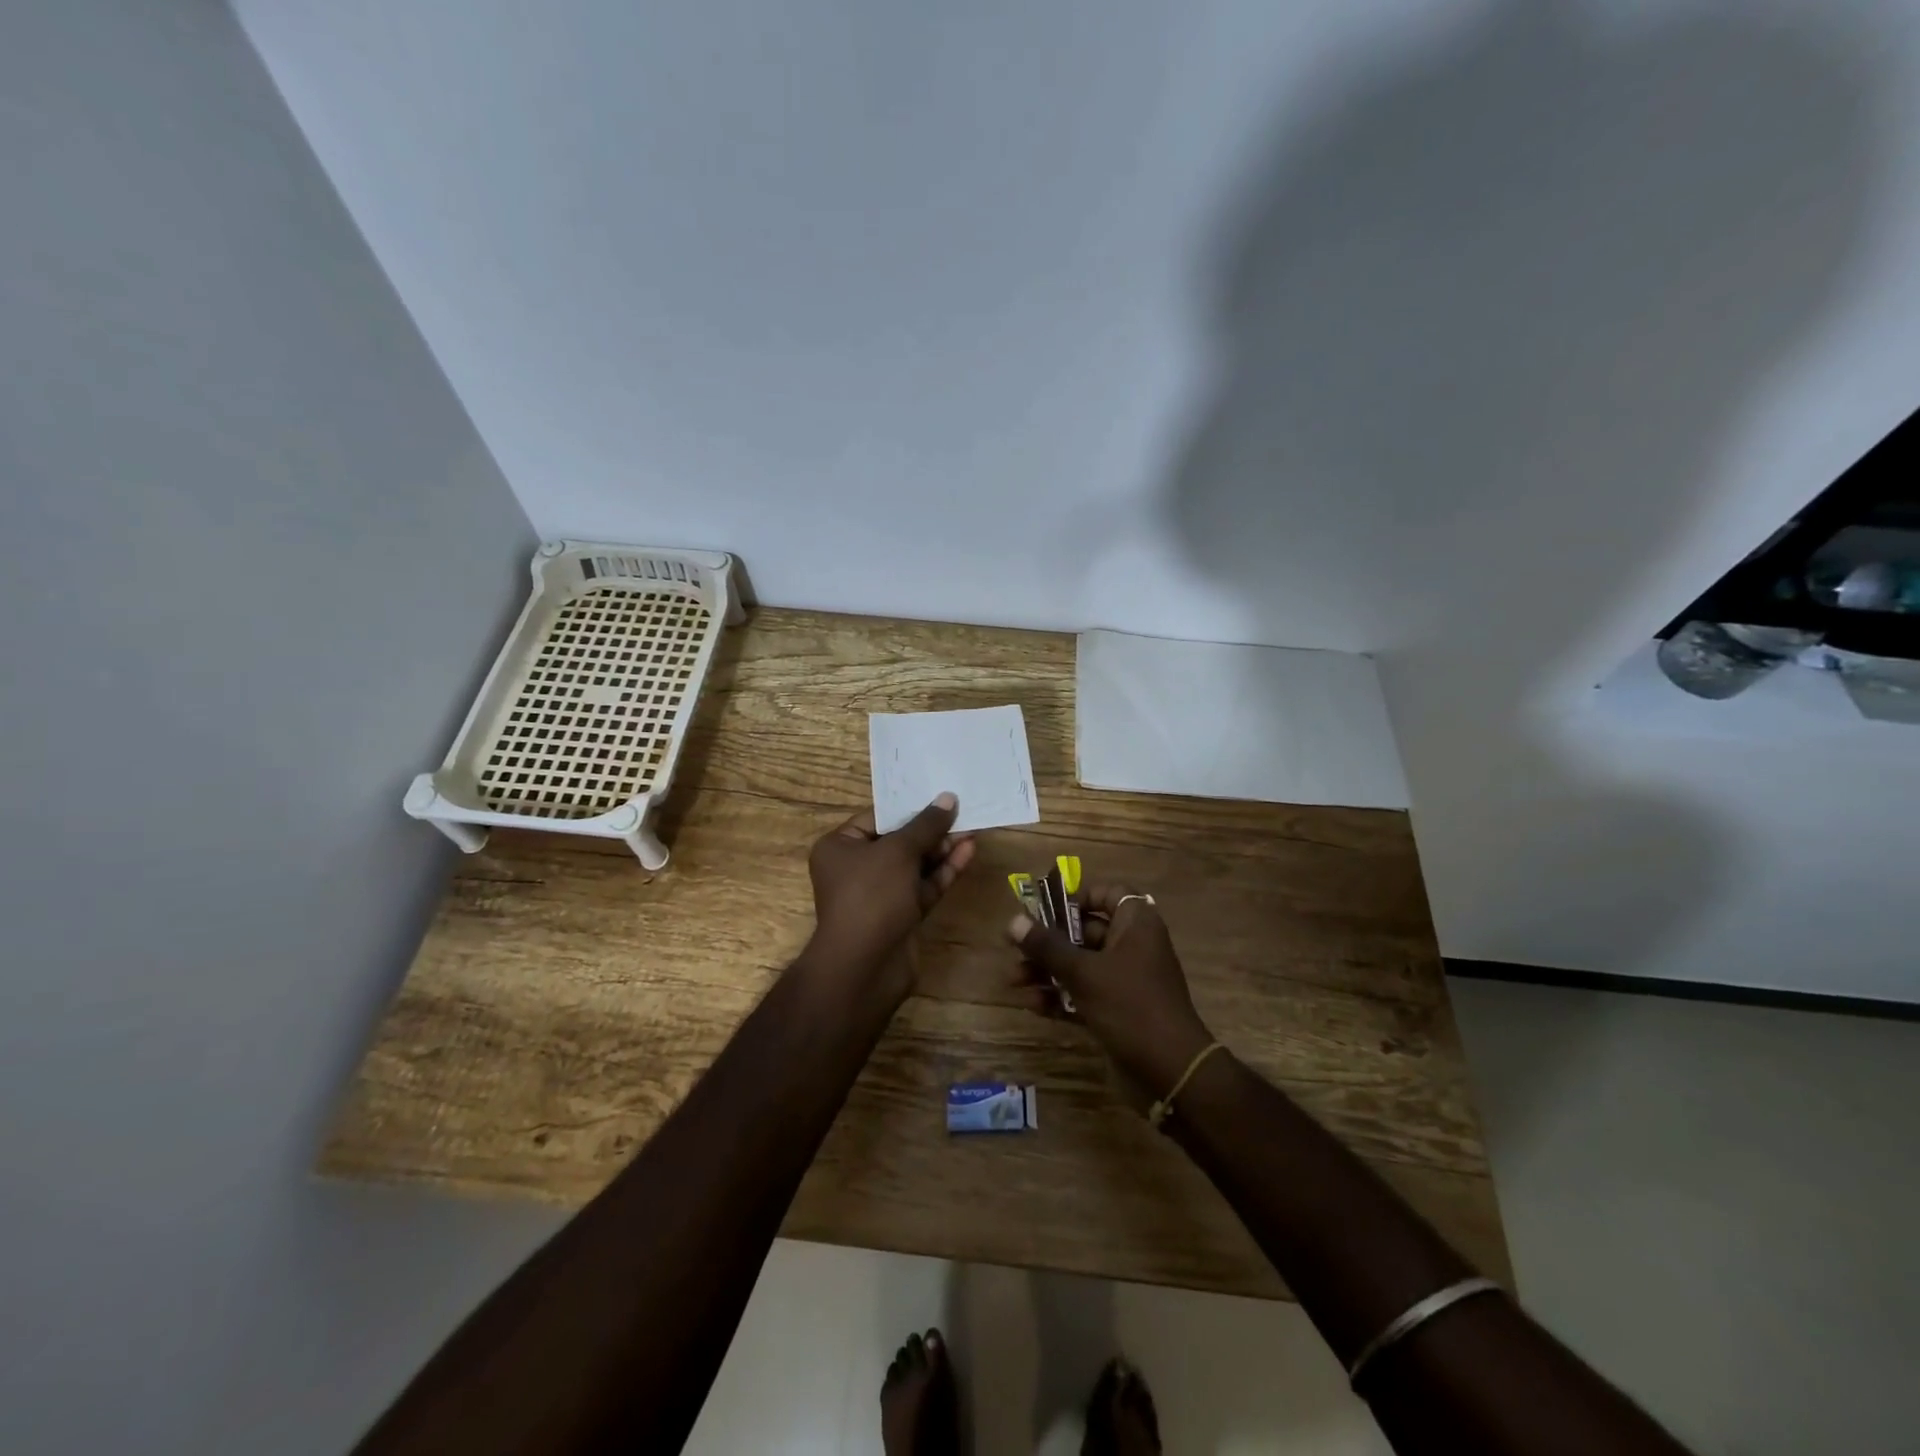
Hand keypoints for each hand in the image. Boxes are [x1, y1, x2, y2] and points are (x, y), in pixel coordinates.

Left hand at [803, 794, 975, 999]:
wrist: (865, 967)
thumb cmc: (871, 896)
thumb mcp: (898, 851)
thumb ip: (926, 825)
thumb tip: (948, 798)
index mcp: (840, 847)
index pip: (876, 818)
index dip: (908, 806)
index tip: (938, 794)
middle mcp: (856, 869)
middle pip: (899, 841)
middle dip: (930, 829)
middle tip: (962, 811)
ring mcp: (880, 895)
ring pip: (915, 865)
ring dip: (942, 849)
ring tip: (972, 829)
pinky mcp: (901, 916)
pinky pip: (924, 886)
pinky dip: (944, 871)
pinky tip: (967, 852)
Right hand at [1008, 883, 1213, 1106]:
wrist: (1171, 1072)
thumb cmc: (1130, 1006)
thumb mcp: (1084, 972)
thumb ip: (1047, 946)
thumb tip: (1013, 921)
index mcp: (1136, 924)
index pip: (1109, 893)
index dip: (1078, 897)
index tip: (1046, 908)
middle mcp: (1133, 946)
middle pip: (1085, 931)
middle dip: (1048, 942)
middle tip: (1014, 949)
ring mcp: (1126, 981)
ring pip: (1080, 965)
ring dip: (1047, 971)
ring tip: (1014, 981)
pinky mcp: (1118, 1011)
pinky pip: (1084, 994)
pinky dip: (1060, 997)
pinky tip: (1032, 1006)